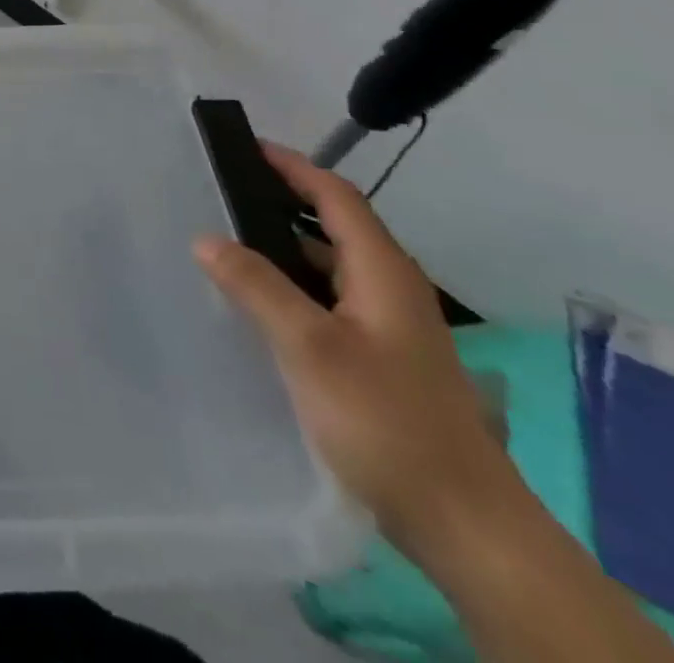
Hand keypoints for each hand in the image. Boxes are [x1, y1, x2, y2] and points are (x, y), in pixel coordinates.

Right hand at [192, 144, 516, 554]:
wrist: (467, 525)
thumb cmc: (386, 420)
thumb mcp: (309, 347)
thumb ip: (256, 286)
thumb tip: (206, 238)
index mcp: (383, 271)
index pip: (336, 196)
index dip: (293, 166)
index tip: (246, 148)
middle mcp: (392, 288)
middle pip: (335, 226)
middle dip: (282, 202)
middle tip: (223, 194)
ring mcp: (392, 327)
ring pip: (332, 267)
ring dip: (285, 247)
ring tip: (229, 243)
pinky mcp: (385, 360)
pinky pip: (331, 301)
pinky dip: (294, 286)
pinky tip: (262, 305)